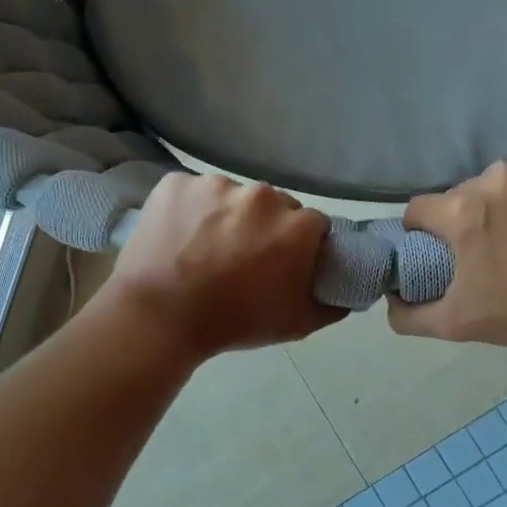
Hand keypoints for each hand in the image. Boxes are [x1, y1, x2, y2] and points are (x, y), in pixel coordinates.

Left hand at [101, 174, 342, 360]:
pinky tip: (179, 237)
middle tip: (242, 258)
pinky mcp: (176, 182)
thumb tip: (347, 292)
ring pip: (232, 197)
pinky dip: (189, 210)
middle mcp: (262, 194)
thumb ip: (332, 304)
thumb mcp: (295, 324)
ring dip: (226, 216)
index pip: (313, 226)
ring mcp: (216, 184)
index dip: (300, 246)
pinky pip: (193, 192)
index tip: (283, 264)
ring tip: (205, 249)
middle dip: (264, 227)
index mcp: (297, 225)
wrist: (158, 317)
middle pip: (274, 205)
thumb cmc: (234, 322)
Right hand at [388, 152, 506, 348]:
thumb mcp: (460, 323)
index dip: (425, 231)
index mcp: (464, 211)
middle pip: (470, 193)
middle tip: (500, 249)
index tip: (442, 248)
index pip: (421, 209)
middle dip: (476, 217)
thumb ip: (410, 315)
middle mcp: (498, 178)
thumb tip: (389, 300)